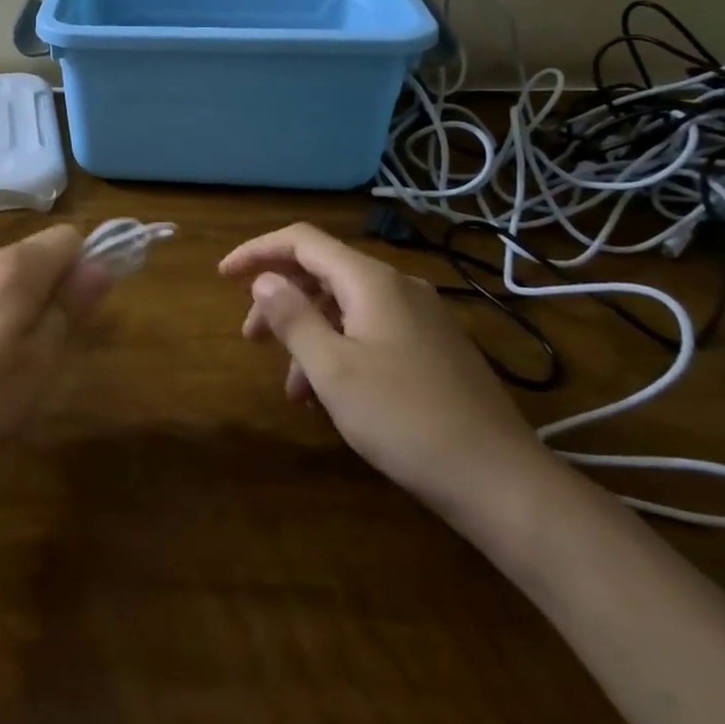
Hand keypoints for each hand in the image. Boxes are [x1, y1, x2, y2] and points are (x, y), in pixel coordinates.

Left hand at [0, 225, 113, 499]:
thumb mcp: (38, 365)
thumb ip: (70, 307)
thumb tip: (100, 264)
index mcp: (12, 268)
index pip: (66, 238)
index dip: (82, 269)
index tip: (76, 315)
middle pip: (29, 259)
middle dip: (42, 295)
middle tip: (34, 357)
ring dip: (6, 310)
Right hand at [221, 222, 553, 527]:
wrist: (502, 481)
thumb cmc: (405, 420)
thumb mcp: (333, 371)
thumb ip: (292, 318)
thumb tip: (263, 280)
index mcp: (371, 281)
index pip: (301, 241)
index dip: (257, 252)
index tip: (223, 277)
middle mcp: (398, 287)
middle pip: (322, 273)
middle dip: (280, 299)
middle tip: (251, 338)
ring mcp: (422, 317)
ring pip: (346, 306)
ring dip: (308, 333)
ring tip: (288, 384)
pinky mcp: (434, 348)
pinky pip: (371, 331)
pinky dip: (339, 349)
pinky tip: (329, 394)